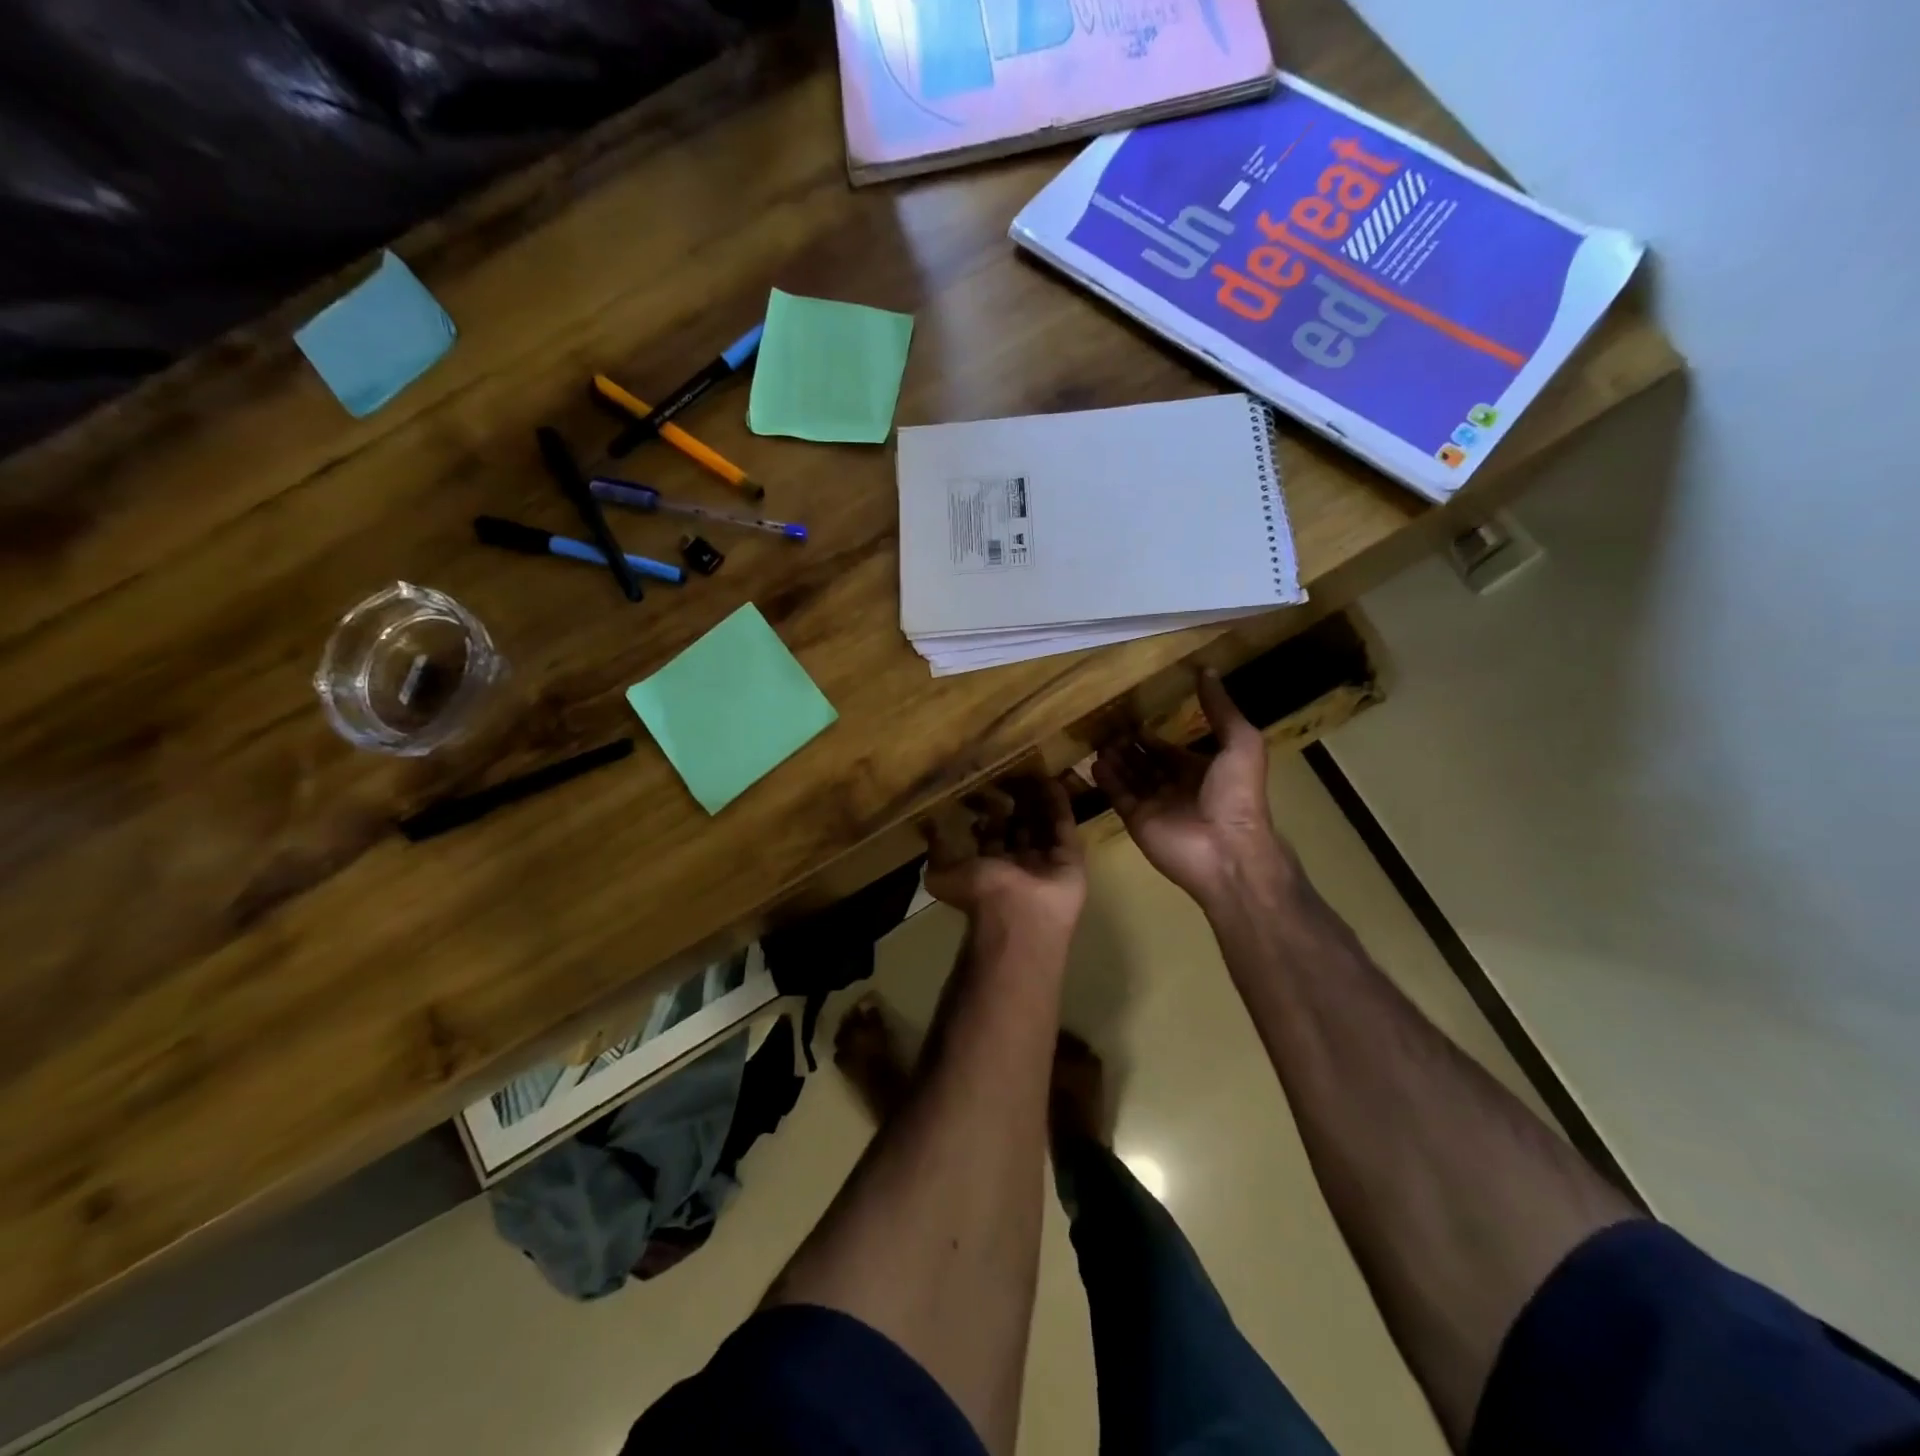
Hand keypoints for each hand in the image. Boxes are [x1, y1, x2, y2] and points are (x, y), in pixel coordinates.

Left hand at [922, 775, 1086, 945]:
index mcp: (990, 870)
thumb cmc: (980, 893)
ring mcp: (1046, 861)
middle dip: (1014, 805)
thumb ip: (935, 851)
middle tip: (1010, 775)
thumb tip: (927, 827)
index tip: (982, 788)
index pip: (990, 837)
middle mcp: (1019, 865)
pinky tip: (1050, 780)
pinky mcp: (1070, 857)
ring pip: (1042, 825)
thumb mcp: (942, 874)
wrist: (1019, 916)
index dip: (986, 814)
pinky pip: (1063, 825)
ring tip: (1031, 771)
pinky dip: (1058, 804)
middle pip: (1018, 828)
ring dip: (1037, 801)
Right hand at [1093, 669, 1290, 907]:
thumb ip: (1221, 709)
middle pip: (1145, 762)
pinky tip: (1094, 762)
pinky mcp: (1136, 820)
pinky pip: (1118, 796)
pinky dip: (1106, 780)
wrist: (1227, 849)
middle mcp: (1175, 786)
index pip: (1168, 749)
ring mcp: (1154, 805)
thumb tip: (1207, 670)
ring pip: (1129, 777)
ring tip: (1096, 740)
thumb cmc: (1237, 795)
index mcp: (1200, 770)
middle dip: (1127, 746)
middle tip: (1104, 725)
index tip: (1130, 716)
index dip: (1151, 735)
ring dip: (1114, 759)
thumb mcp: (1240, 743)